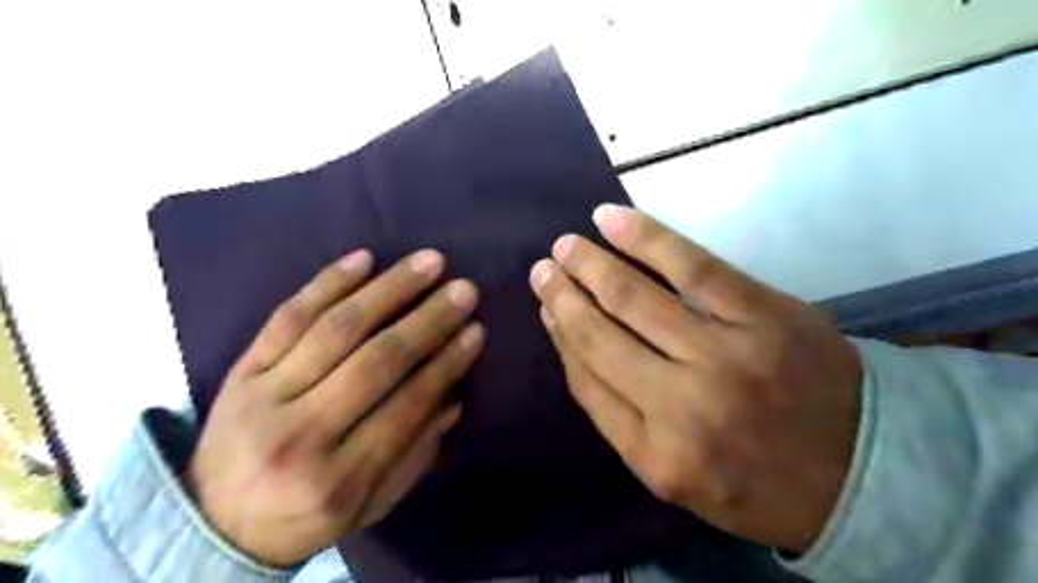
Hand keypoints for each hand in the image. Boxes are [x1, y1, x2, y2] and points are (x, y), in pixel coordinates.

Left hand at [186, 247, 485, 567]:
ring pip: (336, 328)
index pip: (406, 406)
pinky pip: (287, 316)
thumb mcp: (369, 506)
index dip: (446, 365)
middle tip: (464, 290)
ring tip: (428, 263)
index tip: (476, 331)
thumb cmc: (305, 518)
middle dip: (428, 320)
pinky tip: (364, 259)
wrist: (213, 525)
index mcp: (336, 480)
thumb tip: (452, 400)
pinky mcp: (242, 369)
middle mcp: (299, 434)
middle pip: (375, 361)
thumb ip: (414, 457)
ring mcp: (263, 395)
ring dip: (389, 289)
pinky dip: (327, 283)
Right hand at [531, 207, 864, 553]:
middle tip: (543, 268)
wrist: (863, 470)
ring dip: (592, 266)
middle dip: (564, 296)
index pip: (588, 382)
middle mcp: (684, 406)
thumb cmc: (756, 480)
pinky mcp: (764, 313)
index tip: (546, 308)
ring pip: (636, 298)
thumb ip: (618, 418)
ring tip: (566, 246)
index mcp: (658, 455)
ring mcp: (727, 353)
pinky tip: (610, 220)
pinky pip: (692, 266)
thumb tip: (574, 345)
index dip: (562, 337)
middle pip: (602, 336)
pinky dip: (646, 238)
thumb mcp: (674, 475)